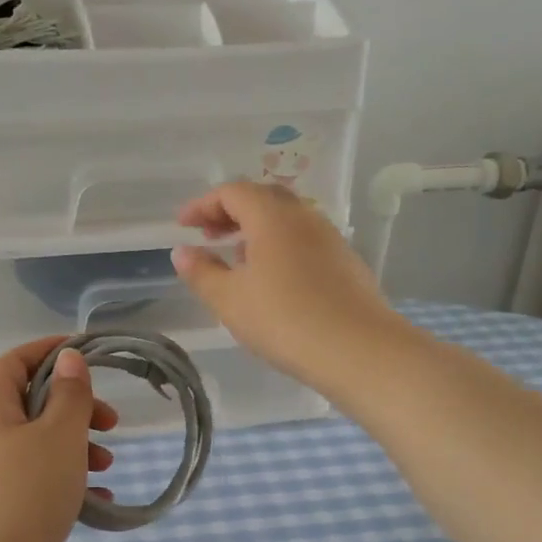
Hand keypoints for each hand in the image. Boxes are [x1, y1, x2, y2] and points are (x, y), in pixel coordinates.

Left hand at [0, 338, 119, 541]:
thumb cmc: (25, 494)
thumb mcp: (59, 436)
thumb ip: (70, 394)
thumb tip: (67, 357)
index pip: (16, 361)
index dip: (50, 350)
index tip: (89, 353)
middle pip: (31, 403)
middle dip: (75, 407)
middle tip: (111, 422)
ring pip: (38, 444)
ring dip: (76, 446)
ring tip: (107, 465)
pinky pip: (36, 481)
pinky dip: (66, 481)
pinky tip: (97, 501)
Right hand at [172, 181, 404, 389]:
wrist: (359, 350)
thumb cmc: (285, 320)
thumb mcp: (230, 300)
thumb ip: (202, 273)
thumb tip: (182, 252)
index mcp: (272, 217)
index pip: (232, 192)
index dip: (203, 204)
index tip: (182, 225)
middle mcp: (304, 216)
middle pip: (262, 198)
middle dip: (230, 212)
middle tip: (208, 235)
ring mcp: (330, 238)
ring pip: (286, 219)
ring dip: (256, 229)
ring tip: (237, 258)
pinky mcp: (346, 262)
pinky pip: (304, 240)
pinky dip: (279, 246)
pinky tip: (273, 279)